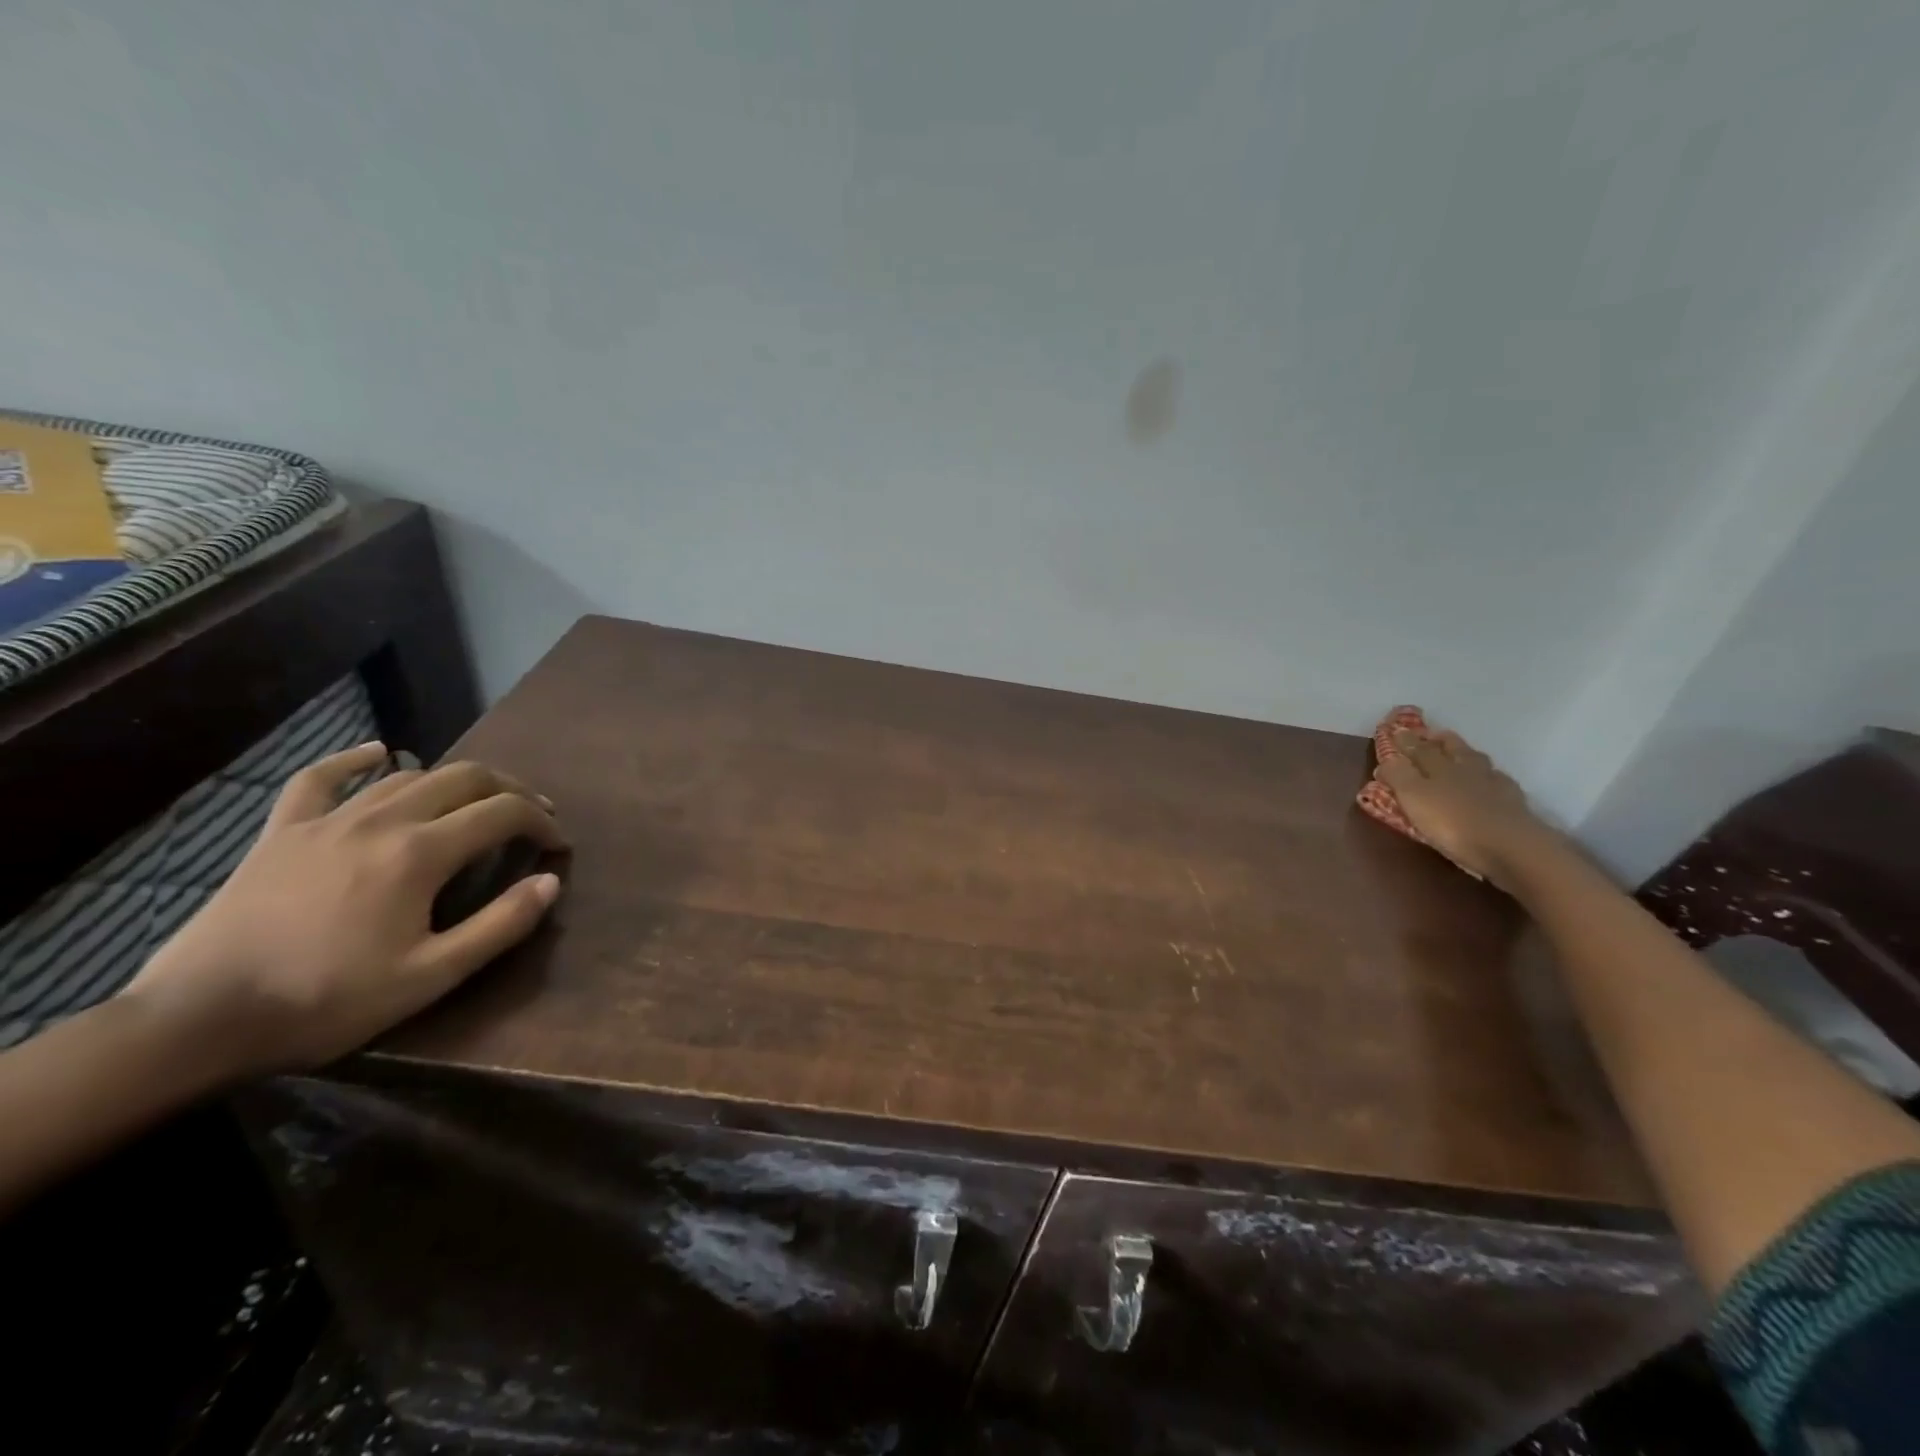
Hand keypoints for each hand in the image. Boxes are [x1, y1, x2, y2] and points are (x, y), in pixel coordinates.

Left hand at [124, 743, 566, 1077]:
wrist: (200, 1019)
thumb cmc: (328, 1001)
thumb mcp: (431, 976)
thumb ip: (500, 925)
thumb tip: (549, 881)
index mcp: (421, 853)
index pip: (503, 813)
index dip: (541, 822)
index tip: (558, 845)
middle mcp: (382, 820)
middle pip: (464, 778)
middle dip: (510, 789)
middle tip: (533, 814)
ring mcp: (327, 820)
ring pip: (408, 775)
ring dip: (455, 781)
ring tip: (477, 800)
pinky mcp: (282, 832)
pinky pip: (319, 779)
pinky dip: (353, 761)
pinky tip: (376, 752)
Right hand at [1375, 727, 1559, 887]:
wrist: (1512, 848)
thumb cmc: (1454, 823)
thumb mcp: (1414, 798)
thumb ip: (1398, 775)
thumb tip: (1388, 758)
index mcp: (1440, 767)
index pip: (1418, 748)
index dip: (1406, 741)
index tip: (1396, 731)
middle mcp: (1467, 770)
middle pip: (1452, 748)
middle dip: (1438, 740)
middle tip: (1429, 735)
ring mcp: (1494, 785)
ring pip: (1477, 762)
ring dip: (1466, 755)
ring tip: (1459, 755)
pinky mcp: (1514, 804)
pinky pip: (1499, 782)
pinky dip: (1490, 778)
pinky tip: (1490, 782)